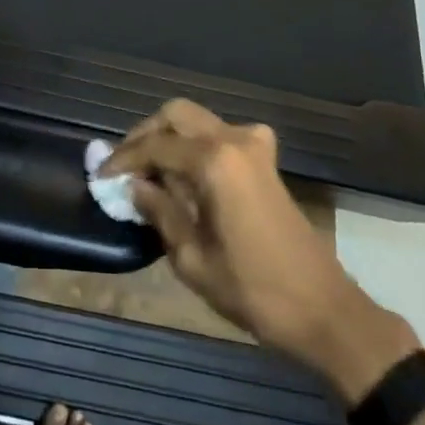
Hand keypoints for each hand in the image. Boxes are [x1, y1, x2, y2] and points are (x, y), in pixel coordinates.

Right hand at [101, 100, 414, 390]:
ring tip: (150, 170)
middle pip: (176, 114)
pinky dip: (197, 144)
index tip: (101, 177)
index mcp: (214, 161)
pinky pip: (221, 135)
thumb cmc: (253, 290)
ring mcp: (254, 146)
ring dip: (170, 136)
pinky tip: (188, 174)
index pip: (155, 146)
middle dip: (145, 134)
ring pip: (199, 120)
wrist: (323, 309)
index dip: (123, 160)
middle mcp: (233, 140)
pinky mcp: (266, 161)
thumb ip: (159, 212)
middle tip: (125, 164)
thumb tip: (134, 186)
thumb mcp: (192, 259)